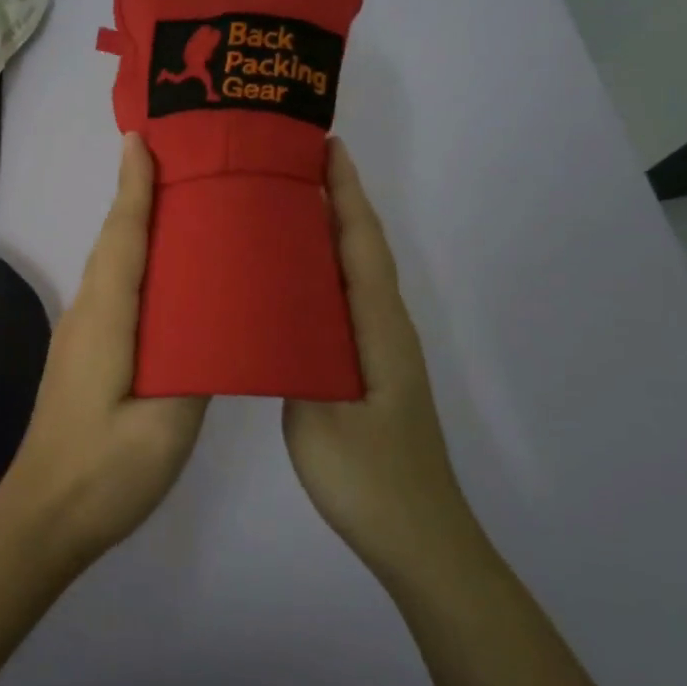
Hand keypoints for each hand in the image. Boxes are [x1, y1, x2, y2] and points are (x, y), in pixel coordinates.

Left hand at [0, 134, 208, 569]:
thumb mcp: (164, 428)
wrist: (43, 517)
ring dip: (136, 229)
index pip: (122, 239)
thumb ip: (194, 370)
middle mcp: (85, 316)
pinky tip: (165, 276)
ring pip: (111, 268)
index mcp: (106, 322)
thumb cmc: (104, 473)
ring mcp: (79, 337)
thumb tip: (213, 326)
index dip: (133, 188)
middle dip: (139, 196)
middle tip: (180, 161)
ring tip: (181, 205)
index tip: (142, 140)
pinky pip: (113, 293)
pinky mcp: (83, 357)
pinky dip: (135, 266)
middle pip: (114, 243)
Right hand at [282, 139, 472, 578]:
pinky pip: (343, 305)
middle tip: (293, 166)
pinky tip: (291, 284)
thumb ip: (296, 356)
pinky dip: (323, 276)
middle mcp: (384, 329)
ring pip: (354, 277)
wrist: (417, 537)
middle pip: (362, 251)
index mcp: (377, 329)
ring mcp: (379, 352)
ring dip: (330, 236)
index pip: (361, 245)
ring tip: (285, 209)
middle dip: (338, 203)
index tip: (326, 148)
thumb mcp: (321, 416)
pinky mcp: (368, 372)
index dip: (346, 195)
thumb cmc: (368, 476)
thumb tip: (269, 309)